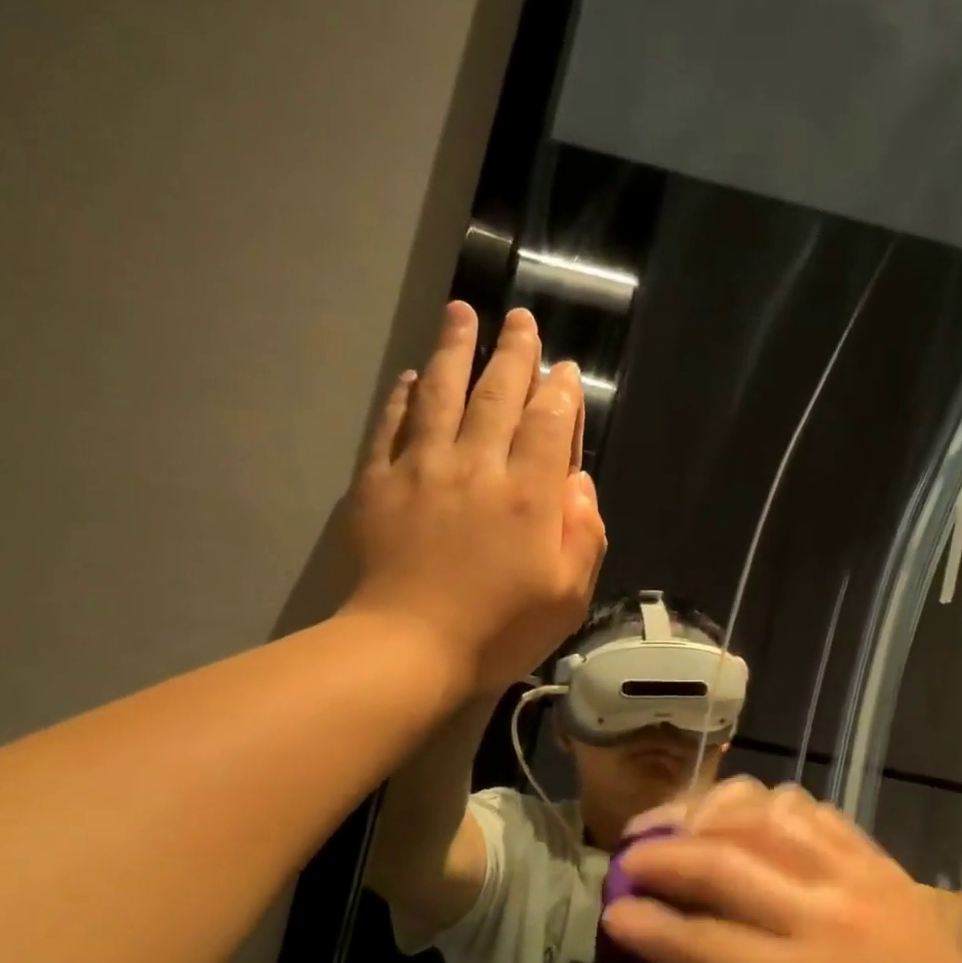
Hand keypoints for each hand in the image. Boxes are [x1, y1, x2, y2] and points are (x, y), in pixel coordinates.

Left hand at [343, 303, 605, 694]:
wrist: (408, 649)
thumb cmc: (498, 630)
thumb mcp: (568, 595)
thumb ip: (583, 533)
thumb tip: (578, 482)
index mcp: (529, 496)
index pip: (549, 425)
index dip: (560, 392)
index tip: (563, 369)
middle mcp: (477, 467)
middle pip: (497, 396)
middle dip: (514, 353)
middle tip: (521, 319)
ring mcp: (422, 470)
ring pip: (441, 394)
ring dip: (454, 350)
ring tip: (461, 313)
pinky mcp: (378, 484)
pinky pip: (390, 426)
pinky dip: (402, 397)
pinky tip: (410, 376)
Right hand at [604, 780, 961, 962]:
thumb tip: (675, 937)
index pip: (700, 940)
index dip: (645, 922)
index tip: (612, 908)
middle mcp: (819, 917)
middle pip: (720, 863)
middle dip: (658, 856)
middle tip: (627, 857)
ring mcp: (850, 874)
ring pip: (760, 814)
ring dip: (704, 813)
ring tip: (678, 826)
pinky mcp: (871, 853)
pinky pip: (804, 806)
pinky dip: (760, 806)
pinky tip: (741, 820)